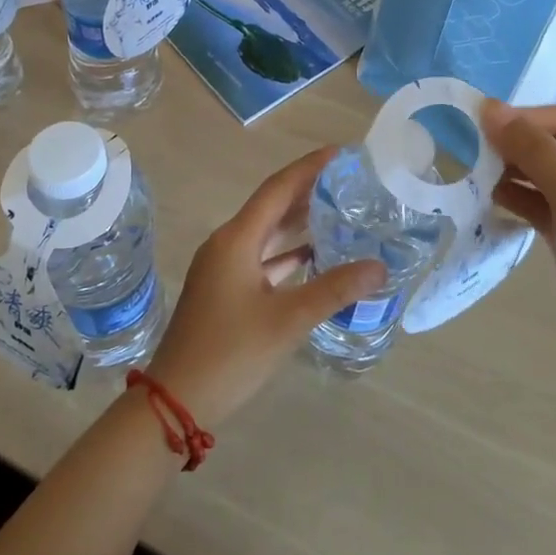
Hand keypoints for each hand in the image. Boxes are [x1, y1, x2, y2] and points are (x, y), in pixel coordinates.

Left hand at [148, 148, 386, 429]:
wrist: (176, 400)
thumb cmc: (230, 353)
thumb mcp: (287, 320)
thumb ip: (334, 289)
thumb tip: (379, 266)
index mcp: (237, 239)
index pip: (278, 189)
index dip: (308, 168)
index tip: (340, 154)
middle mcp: (228, 244)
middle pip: (272, 207)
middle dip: (308, 192)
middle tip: (348, 182)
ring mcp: (224, 268)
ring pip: (268, 234)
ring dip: (300, 223)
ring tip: (340, 212)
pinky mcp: (225, 291)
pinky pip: (263, 259)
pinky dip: (289, 254)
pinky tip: (315, 256)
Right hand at [480, 100, 555, 378]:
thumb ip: (533, 150)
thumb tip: (490, 108)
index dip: (522, 120)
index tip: (476, 124)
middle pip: (552, 147)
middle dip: (513, 146)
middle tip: (468, 150)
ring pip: (541, 177)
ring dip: (509, 172)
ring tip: (471, 173)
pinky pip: (538, 205)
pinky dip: (514, 198)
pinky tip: (487, 197)